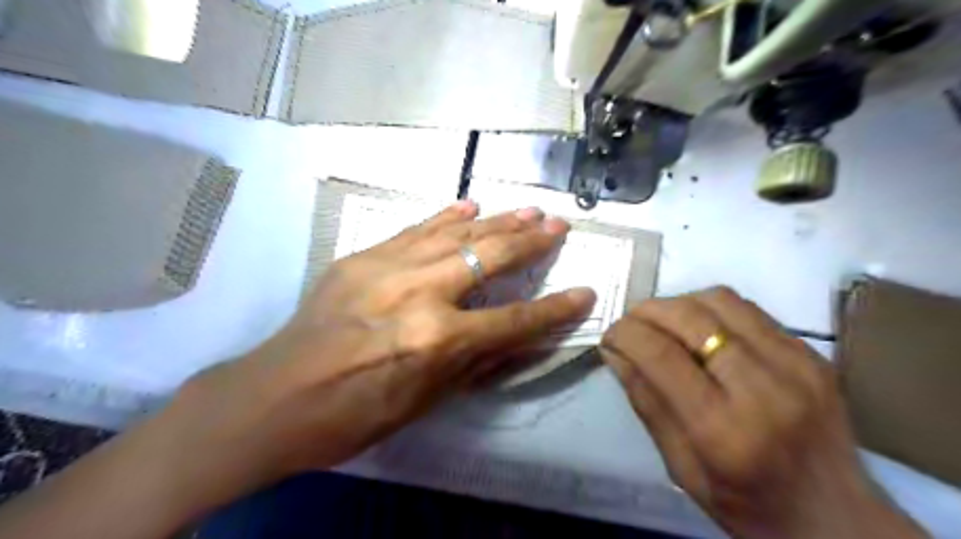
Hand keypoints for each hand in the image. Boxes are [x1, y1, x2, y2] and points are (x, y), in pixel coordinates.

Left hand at [165, 200, 593, 493]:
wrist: (275, 397)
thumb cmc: (355, 414)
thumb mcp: (426, 400)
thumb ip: (476, 362)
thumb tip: (519, 338)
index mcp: (438, 340)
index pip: (515, 320)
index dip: (555, 310)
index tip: (585, 293)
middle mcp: (420, 293)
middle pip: (490, 258)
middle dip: (531, 242)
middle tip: (558, 225)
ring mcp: (388, 267)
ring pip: (457, 234)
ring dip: (497, 221)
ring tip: (528, 209)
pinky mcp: (362, 257)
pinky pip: (415, 229)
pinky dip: (445, 217)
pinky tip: (468, 205)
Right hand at [598, 289, 922, 538]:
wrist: (838, 518)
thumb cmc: (748, 505)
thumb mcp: (681, 467)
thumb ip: (646, 403)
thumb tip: (614, 352)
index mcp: (723, 430)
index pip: (660, 354)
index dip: (625, 334)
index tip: (609, 336)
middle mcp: (763, 387)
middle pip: (689, 317)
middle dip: (646, 311)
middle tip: (630, 324)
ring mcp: (795, 363)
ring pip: (718, 300)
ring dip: (677, 303)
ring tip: (662, 323)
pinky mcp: (811, 352)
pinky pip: (747, 308)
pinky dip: (709, 308)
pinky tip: (700, 328)